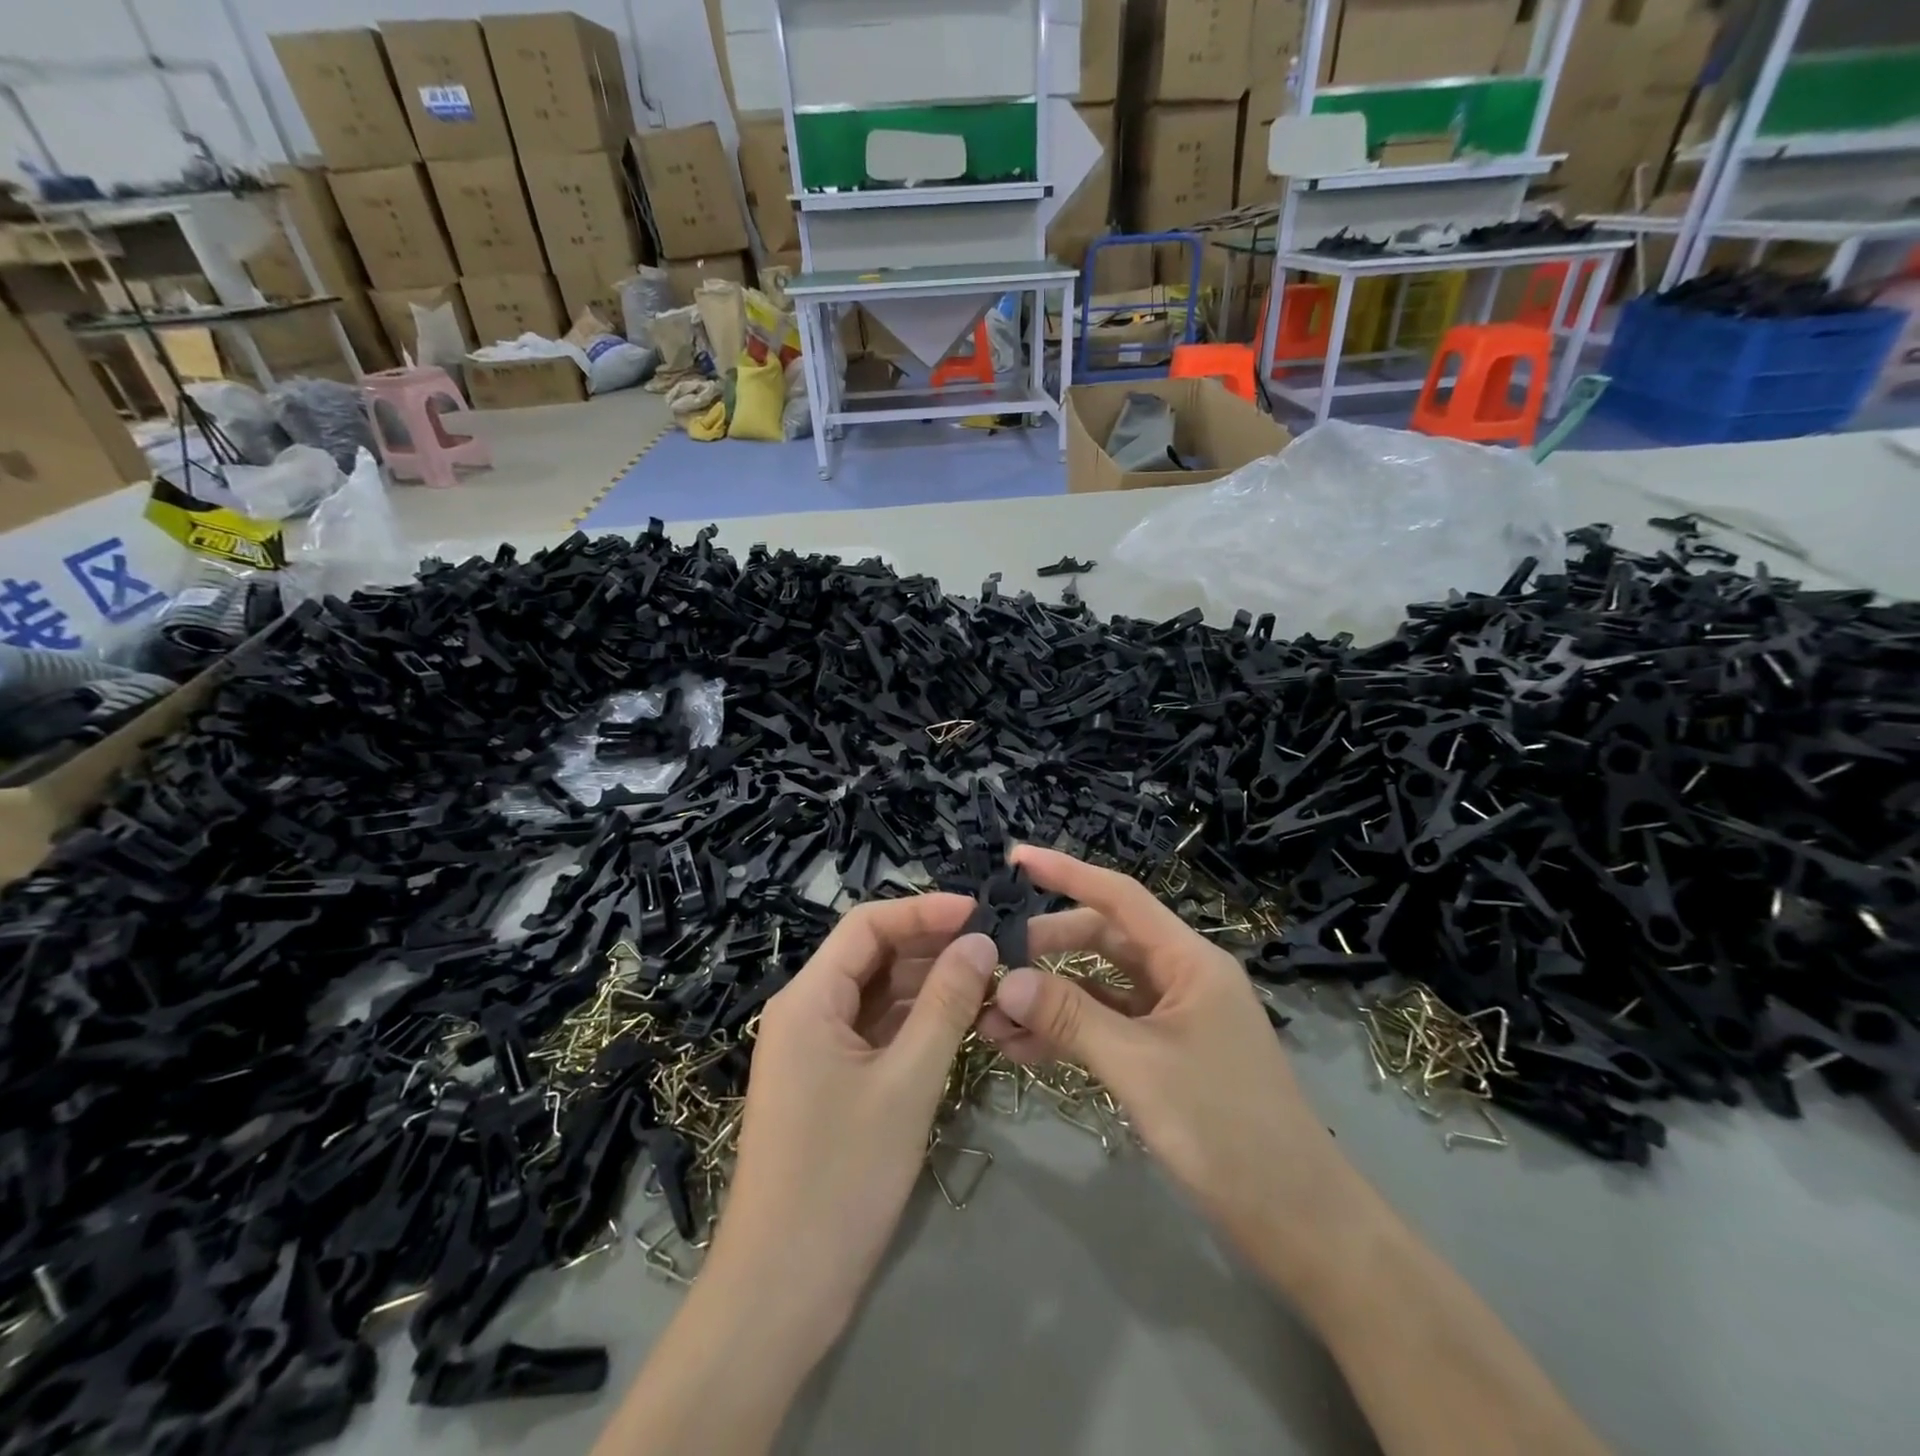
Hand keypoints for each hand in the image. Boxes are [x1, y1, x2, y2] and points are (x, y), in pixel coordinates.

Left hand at [703, 895, 996, 1357]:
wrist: (780, 1293)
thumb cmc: (841, 1179)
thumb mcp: (906, 1084)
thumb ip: (945, 1005)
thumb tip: (981, 941)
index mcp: (808, 999)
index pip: (867, 925)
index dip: (924, 910)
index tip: (980, 912)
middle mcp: (805, 1012)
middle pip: (872, 956)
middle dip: (931, 947)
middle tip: (996, 948)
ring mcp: (815, 1050)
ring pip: (877, 995)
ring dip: (928, 985)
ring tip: (988, 980)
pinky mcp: (829, 1083)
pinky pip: (875, 1032)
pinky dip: (915, 1023)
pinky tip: (959, 1022)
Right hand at [977, 846, 1358, 1288]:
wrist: (1299, 1223)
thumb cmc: (1227, 1128)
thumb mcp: (1140, 1066)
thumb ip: (1070, 1017)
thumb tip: (1004, 978)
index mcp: (1190, 961)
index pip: (1120, 897)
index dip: (1067, 873)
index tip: (1016, 859)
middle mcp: (1181, 978)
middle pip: (1102, 941)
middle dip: (1046, 948)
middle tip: (990, 962)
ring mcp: (1173, 1019)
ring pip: (1099, 988)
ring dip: (1050, 997)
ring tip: (992, 1016)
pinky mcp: (1165, 1056)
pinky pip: (1106, 1028)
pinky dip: (1067, 1033)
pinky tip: (1023, 1050)